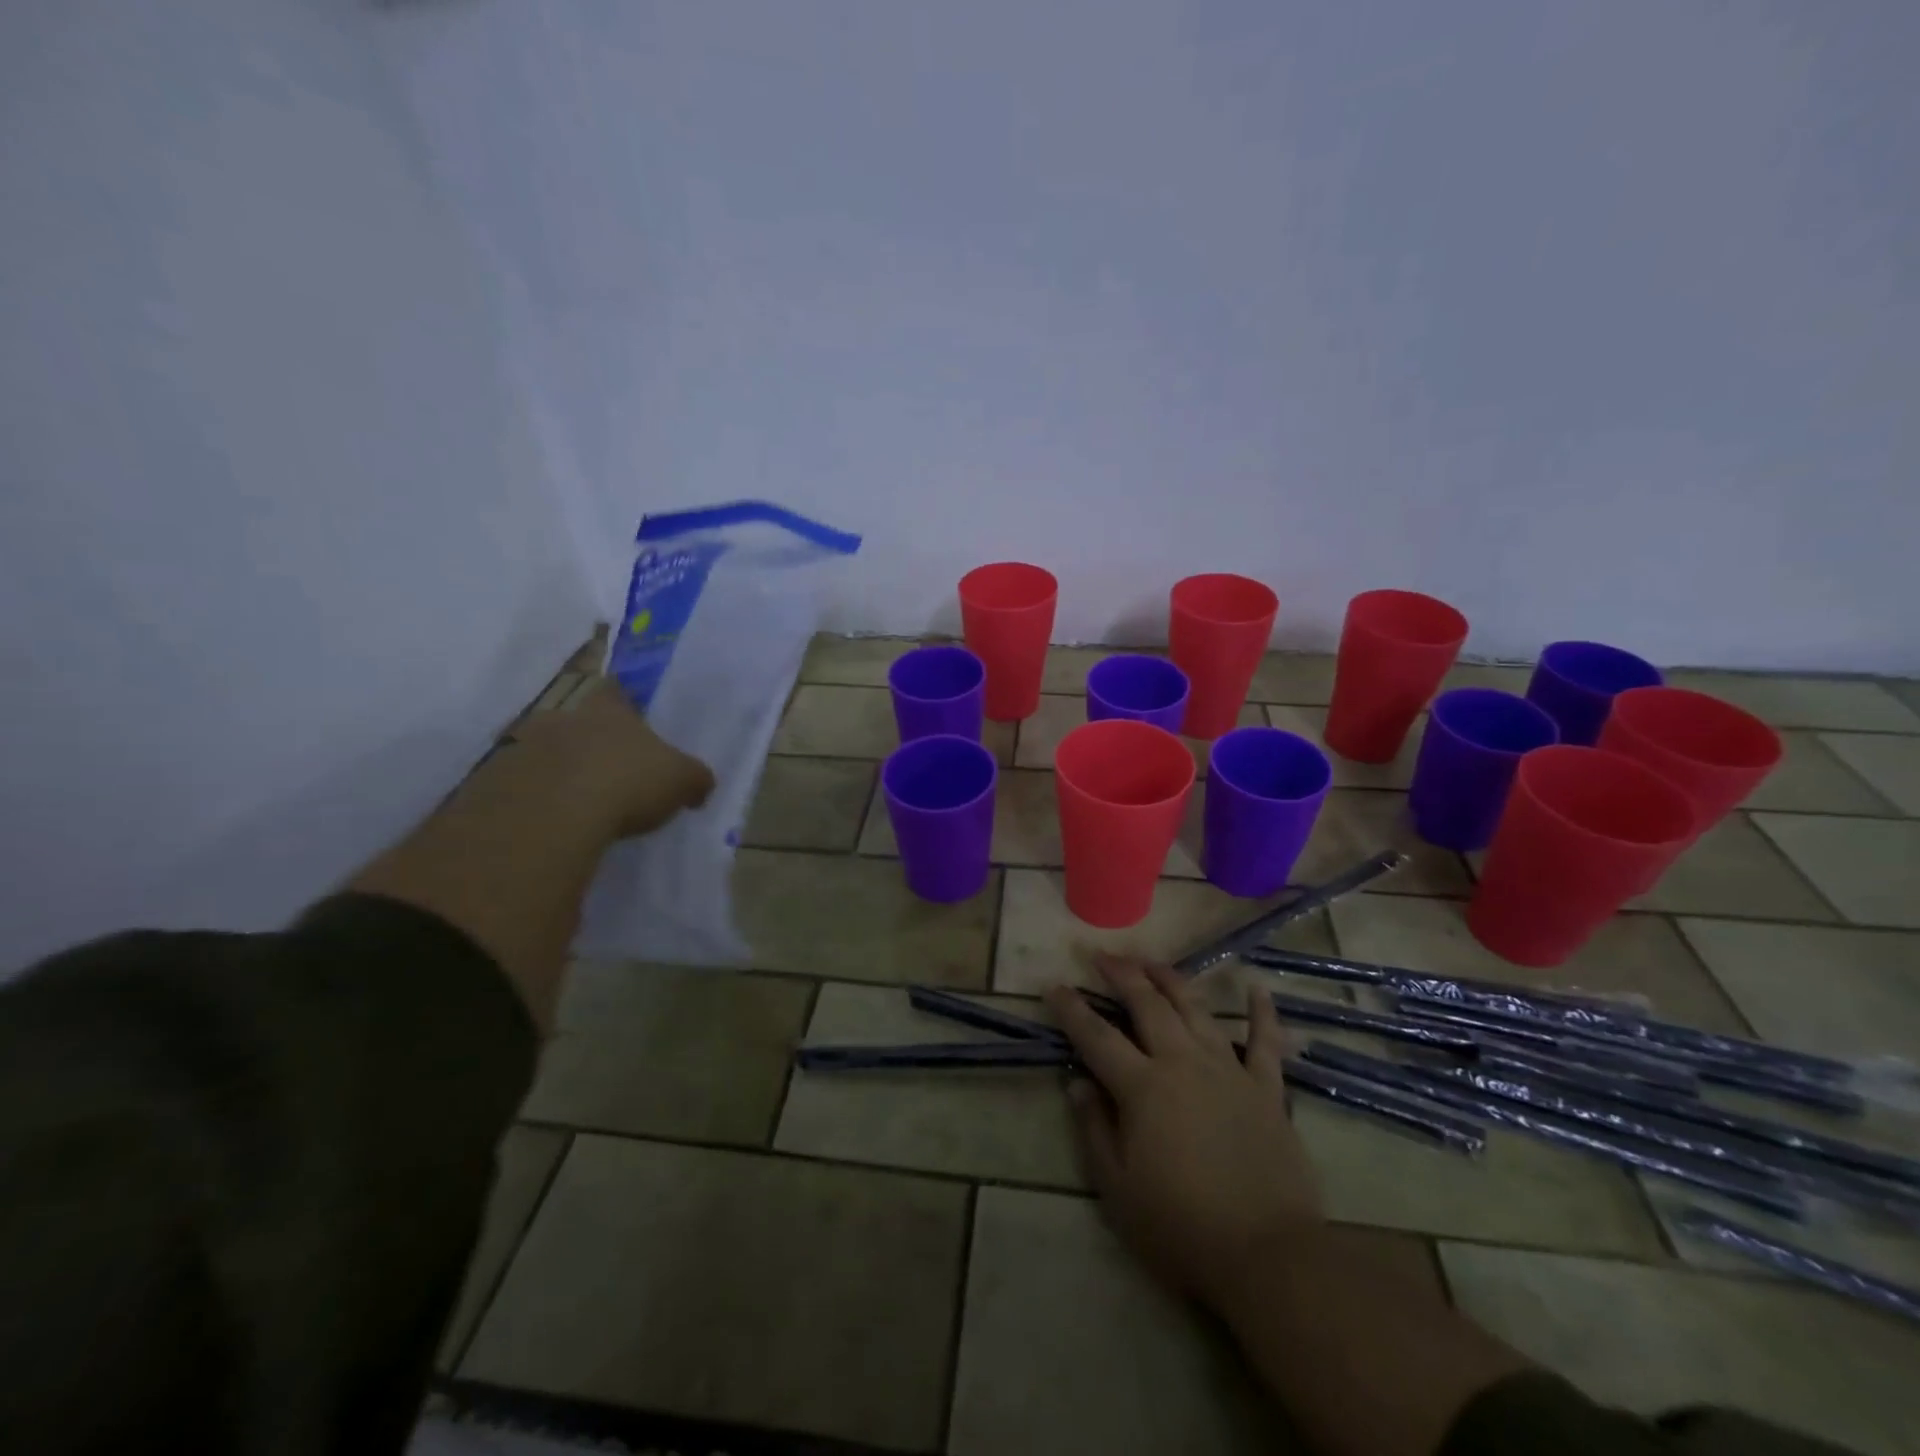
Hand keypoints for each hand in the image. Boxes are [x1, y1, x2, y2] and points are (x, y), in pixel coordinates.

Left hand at [514, 680, 714, 838]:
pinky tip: (554, 824)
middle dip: (592, 743)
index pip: (614, 691)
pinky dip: (536, 801)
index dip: (623, 704)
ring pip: (546, 753)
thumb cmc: (627, 782)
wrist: (550, 815)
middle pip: (578, 722)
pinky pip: (521, 787)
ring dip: (561, 772)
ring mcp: (523, 747)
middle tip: (611, 772)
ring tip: (581, 804)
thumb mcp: (681, 781)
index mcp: (609, 709)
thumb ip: (694, 778)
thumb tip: (701, 785)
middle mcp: (563, 717)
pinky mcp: (494, 782)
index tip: (632, 723)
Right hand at [1044, 955, 1322, 1310]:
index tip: (1054, 984)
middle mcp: (1182, 1063)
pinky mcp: (1266, 1089)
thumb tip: (1076, 1082)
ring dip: (1171, 980)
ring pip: (1195, 1009)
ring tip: (1152, 961)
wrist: (1267, 1256)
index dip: (1071, 1009)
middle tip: (1103, 955)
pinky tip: (1256, 988)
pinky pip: (1265, 1042)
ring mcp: (1228, 1070)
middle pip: (1147, 1004)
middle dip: (1122, 975)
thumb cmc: (1181, 1227)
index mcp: (1142, 1088)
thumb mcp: (1117, 1188)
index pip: (1096, 1036)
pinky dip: (1261, 1013)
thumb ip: (1094, 1128)